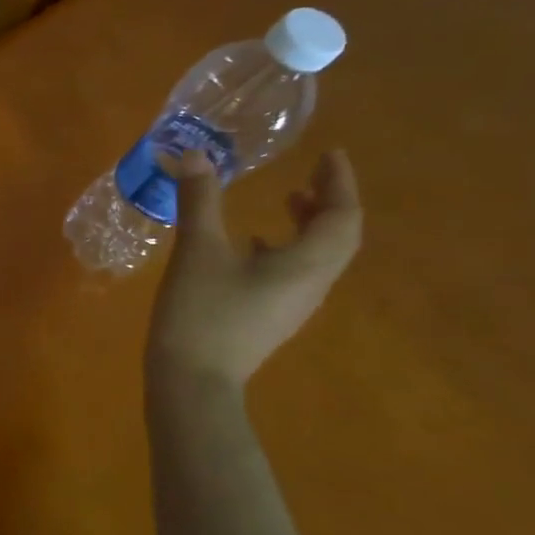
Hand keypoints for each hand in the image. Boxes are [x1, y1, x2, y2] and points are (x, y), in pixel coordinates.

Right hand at [147, 148, 361, 386]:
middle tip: (311, 174)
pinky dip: (284, 248)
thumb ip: (199, 201)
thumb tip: (196, 154)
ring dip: (308, 225)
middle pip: (337, 237)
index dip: (340, 182)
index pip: (342, 216)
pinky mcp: (270, 318)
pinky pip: (294, 273)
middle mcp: (312, 284)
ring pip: (317, 256)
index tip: (330, 154)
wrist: (192, 380)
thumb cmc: (202, 311)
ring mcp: (292, 306)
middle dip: (329, 201)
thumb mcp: (197, 250)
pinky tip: (248, 246)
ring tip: (286, 201)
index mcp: (306, 264)